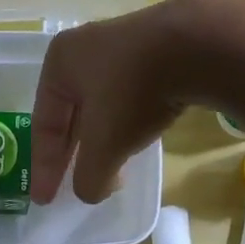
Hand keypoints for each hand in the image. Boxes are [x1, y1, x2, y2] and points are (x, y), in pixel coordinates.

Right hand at [30, 0, 206, 204]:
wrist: (200, 44)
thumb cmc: (134, 92)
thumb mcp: (104, 146)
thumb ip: (89, 177)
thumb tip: (90, 193)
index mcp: (60, 64)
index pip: (45, 125)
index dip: (44, 167)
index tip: (44, 199)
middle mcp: (85, 48)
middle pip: (72, 114)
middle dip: (74, 153)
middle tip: (70, 185)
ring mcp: (124, 45)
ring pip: (103, 105)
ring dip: (102, 139)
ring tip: (107, 167)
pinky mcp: (158, 48)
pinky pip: (132, 95)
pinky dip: (128, 123)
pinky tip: (135, 140)